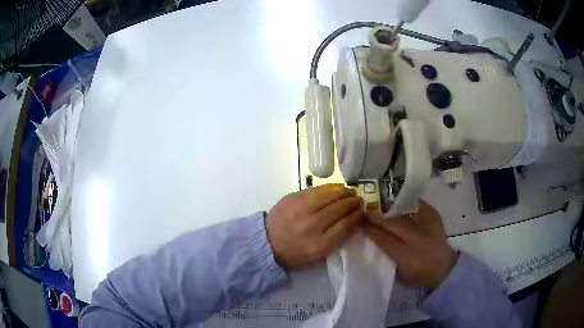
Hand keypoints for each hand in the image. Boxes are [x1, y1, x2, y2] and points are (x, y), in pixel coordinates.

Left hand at [266, 184, 364, 269]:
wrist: (268, 243)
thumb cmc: (296, 251)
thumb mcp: (319, 253)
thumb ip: (338, 238)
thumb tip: (354, 219)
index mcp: (318, 245)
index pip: (345, 226)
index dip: (357, 217)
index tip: (363, 213)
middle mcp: (310, 225)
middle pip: (339, 208)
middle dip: (353, 202)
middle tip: (359, 200)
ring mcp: (300, 209)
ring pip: (328, 195)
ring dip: (343, 191)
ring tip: (350, 191)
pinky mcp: (292, 198)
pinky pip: (315, 189)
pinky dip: (329, 187)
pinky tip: (336, 188)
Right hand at [364, 201, 457, 288]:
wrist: (445, 268)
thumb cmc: (419, 274)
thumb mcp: (400, 272)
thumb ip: (387, 255)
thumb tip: (373, 238)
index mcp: (406, 256)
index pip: (384, 239)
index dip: (371, 230)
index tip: (360, 223)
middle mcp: (417, 239)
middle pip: (393, 223)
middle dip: (379, 217)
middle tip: (367, 213)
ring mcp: (428, 226)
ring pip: (404, 213)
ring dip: (391, 210)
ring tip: (381, 206)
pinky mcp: (435, 218)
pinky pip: (419, 205)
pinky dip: (408, 203)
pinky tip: (400, 202)